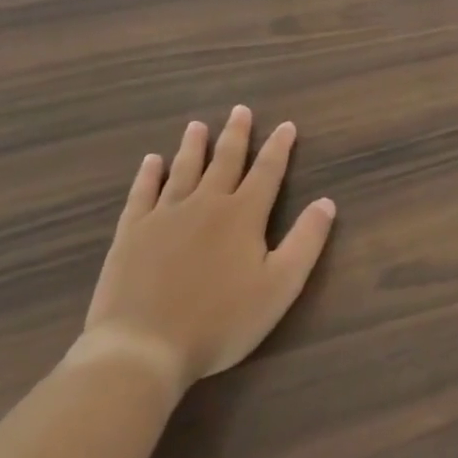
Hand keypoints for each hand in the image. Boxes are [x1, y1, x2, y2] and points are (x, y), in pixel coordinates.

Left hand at [81, 105, 334, 394]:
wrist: (143, 347)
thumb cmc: (221, 321)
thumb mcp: (280, 287)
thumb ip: (306, 241)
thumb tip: (327, 202)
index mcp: (243, 216)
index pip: (267, 172)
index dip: (279, 148)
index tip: (286, 125)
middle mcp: (205, 204)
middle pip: (224, 161)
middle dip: (236, 135)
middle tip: (240, 110)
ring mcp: (164, 216)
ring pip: (183, 171)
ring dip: (193, 147)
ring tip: (198, 125)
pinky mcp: (131, 233)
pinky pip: (142, 194)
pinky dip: (148, 175)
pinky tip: (152, 162)